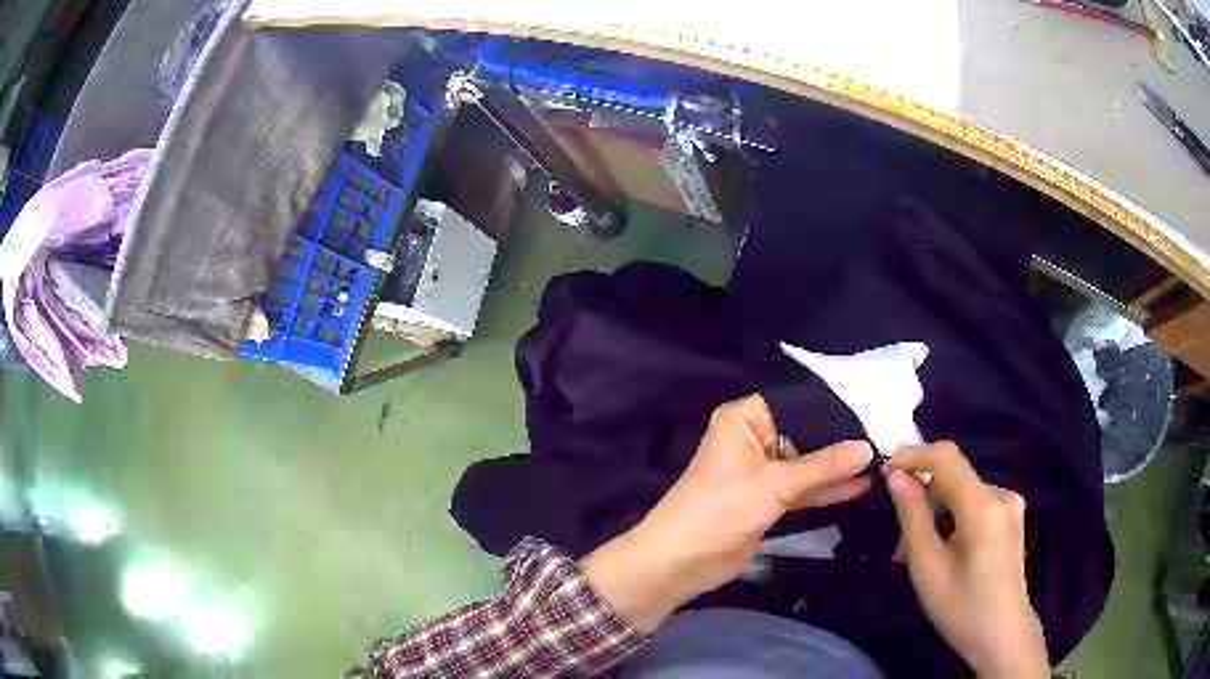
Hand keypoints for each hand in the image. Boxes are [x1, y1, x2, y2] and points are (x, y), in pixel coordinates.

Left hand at [583, 394, 872, 632]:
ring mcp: (763, 473)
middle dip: (841, 441)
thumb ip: (824, 466)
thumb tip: (868, 449)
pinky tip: (860, 485)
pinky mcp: (768, 501)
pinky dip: (827, 489)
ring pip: (807, 465)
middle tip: (886, 438)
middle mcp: (754, 440)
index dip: (833, 409)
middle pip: (805, 434)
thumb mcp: (775, 484)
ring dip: (838, 468)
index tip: (873, 412)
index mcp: (744, 420)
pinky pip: (803, 490)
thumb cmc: (721, 509)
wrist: (681, 562)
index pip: (797, 404)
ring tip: (881, 462)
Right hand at [886, 443, 1048, 678]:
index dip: (913, 455)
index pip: (947, 457)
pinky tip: (944, 550)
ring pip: (963, 492)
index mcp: (984, 506)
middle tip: (897, 535)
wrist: (1003, 637)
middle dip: (923, 496)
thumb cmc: (963, 609)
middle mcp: (1002, 495)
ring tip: (918, 550)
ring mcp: (1011, 506)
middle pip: (955, 477)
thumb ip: (913, 519)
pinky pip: (976, 504)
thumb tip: (897, 478)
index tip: (884, 473)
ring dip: (937, 511)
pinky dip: (954, 518)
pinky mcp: (1012, 519)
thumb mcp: (928, 570)